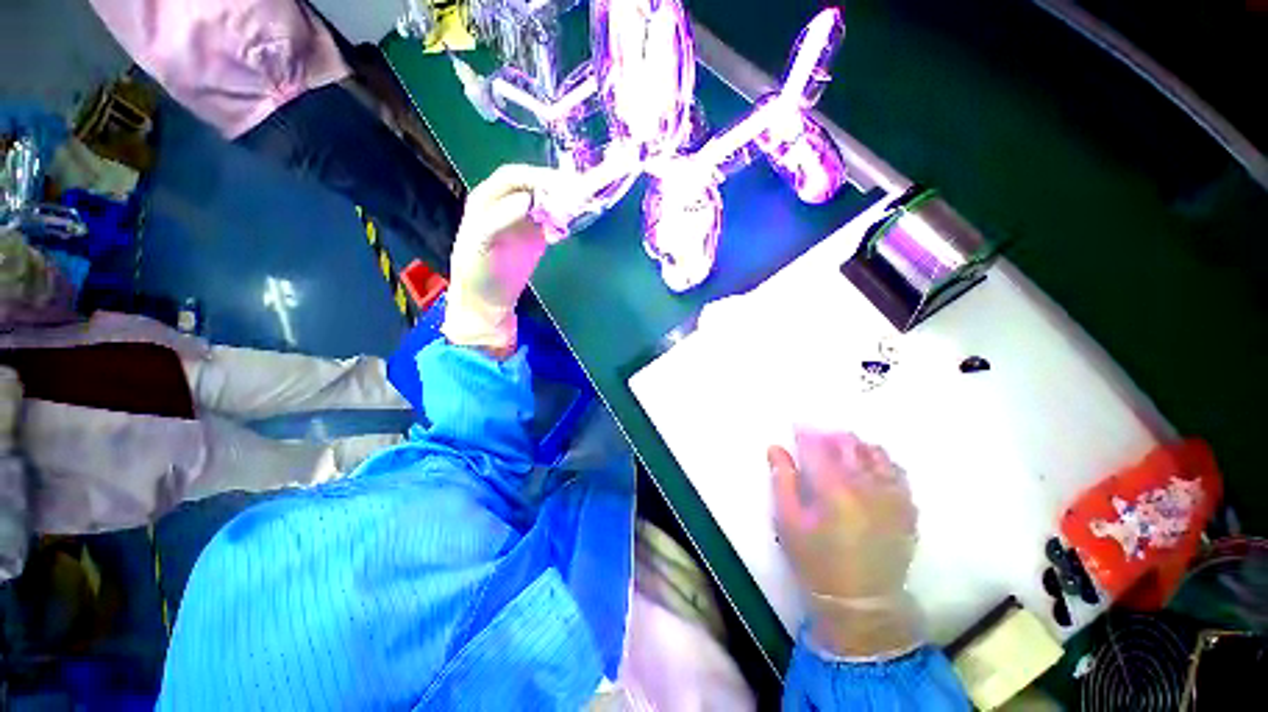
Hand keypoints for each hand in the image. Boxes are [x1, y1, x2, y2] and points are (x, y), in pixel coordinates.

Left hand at [441, 164, 560, 352]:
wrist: (488, 301)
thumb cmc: (478, 272)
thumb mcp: (480, 244)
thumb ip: (500, 218)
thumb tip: (526, 199)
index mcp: (486, 198)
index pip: (513, 177)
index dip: (535, 177)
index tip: (558, 185)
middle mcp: (505, 202)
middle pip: (532, 184)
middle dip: (553, 185)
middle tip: (577, 191)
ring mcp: (522, 219)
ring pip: (544, 199)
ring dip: (562, 198)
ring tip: (580, 201)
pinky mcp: (537, 235)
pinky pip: (552, 218)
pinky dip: (564, 216)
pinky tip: (574, 218)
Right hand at [769, 431, 921, 656]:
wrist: (861, 601)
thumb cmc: (816, 560)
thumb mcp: (788, 522)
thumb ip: (782, 480)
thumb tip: (776, 448)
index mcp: (833, 489)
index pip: (817, 447)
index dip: (805, 433)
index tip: (797, 428)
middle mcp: (866, 485)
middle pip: (848, 444)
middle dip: (829, 436)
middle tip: (817, 442)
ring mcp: (892, 496)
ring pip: (875, 453)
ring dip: (855, 446)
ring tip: (842, 453)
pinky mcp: (907, 508)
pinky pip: (896, 471)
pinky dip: (880, 462)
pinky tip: (869, 469)